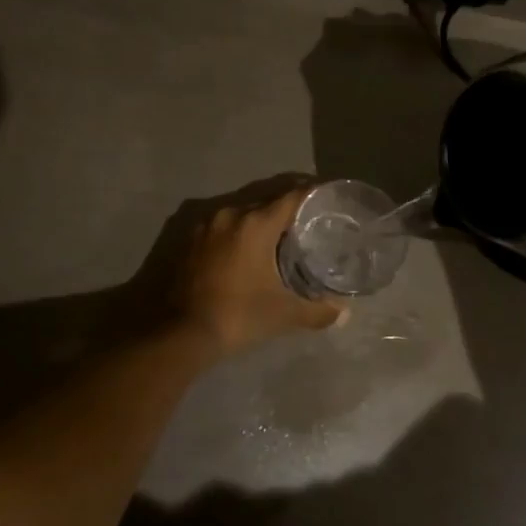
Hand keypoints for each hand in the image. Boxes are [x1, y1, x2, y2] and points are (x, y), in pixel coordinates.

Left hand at [172, 184, 344, 357]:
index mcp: (255, 223)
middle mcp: (230, 214)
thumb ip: (317, 311)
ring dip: (260, 219)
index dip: (311, 193)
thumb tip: (345, 313)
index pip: (291, 196)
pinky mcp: (190, 239)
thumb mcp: (282, 314)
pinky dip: (239, 231)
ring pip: (242, 212)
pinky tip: (247, 248)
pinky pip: (223, 225)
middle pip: (266, 201)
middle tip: (309, 218)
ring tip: (280, 233)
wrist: (180, 332)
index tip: (327, 195)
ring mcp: (206, 225)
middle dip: (288, 207)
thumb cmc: (237, 315)